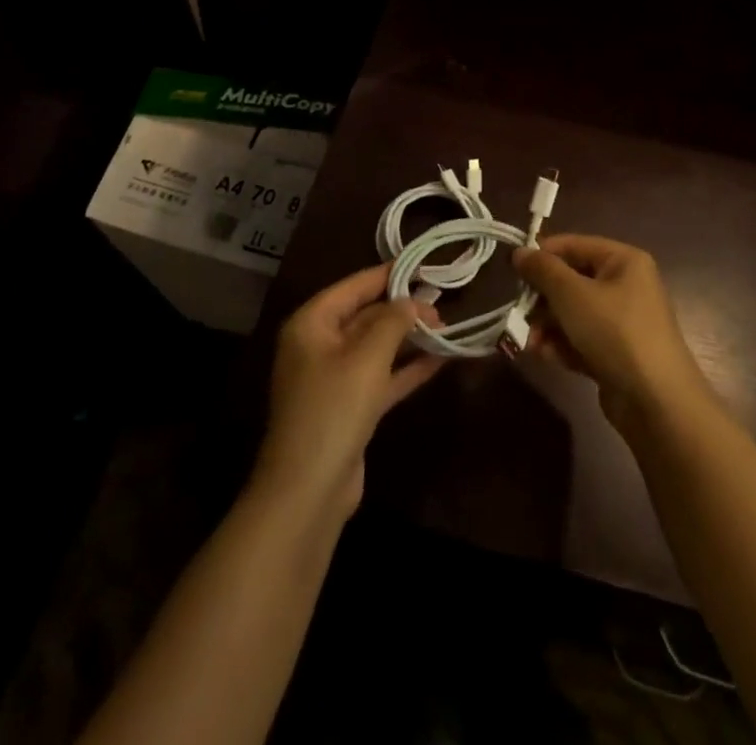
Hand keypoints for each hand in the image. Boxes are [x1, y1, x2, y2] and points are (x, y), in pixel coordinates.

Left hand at [253, 264, 444, 520]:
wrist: (308, 491)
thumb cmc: (333, 409)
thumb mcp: (366, 357)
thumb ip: (393, 322)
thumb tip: (412, 301)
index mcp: (312, 323)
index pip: (354, 286)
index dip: (388, 274)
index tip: (423, 265)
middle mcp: (319, 345)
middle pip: (366, 316)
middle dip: (403, 310)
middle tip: (443, 304)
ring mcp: (334, 378)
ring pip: (376, 347)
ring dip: (409, 339)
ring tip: (447, 327)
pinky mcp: (350, 408)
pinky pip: (382, 377)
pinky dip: (407, 368)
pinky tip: (440, 360)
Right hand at [513, 235, 711, 432]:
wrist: (657, 402)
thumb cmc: (614, 332)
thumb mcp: (572, 294)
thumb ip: (542, 270)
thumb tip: (519, 252)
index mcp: (623, 261)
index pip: (574, 245)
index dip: (542, 255)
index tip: (513, 270)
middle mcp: (625, 286)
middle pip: (571, 281)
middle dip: (542, 299)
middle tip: (519, 312)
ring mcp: (622, 322)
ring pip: (573, 313)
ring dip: (547, 326)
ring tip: (529, 342)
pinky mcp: (616, 354)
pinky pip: (581, 340)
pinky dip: (562, 346)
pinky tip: (544, 356)